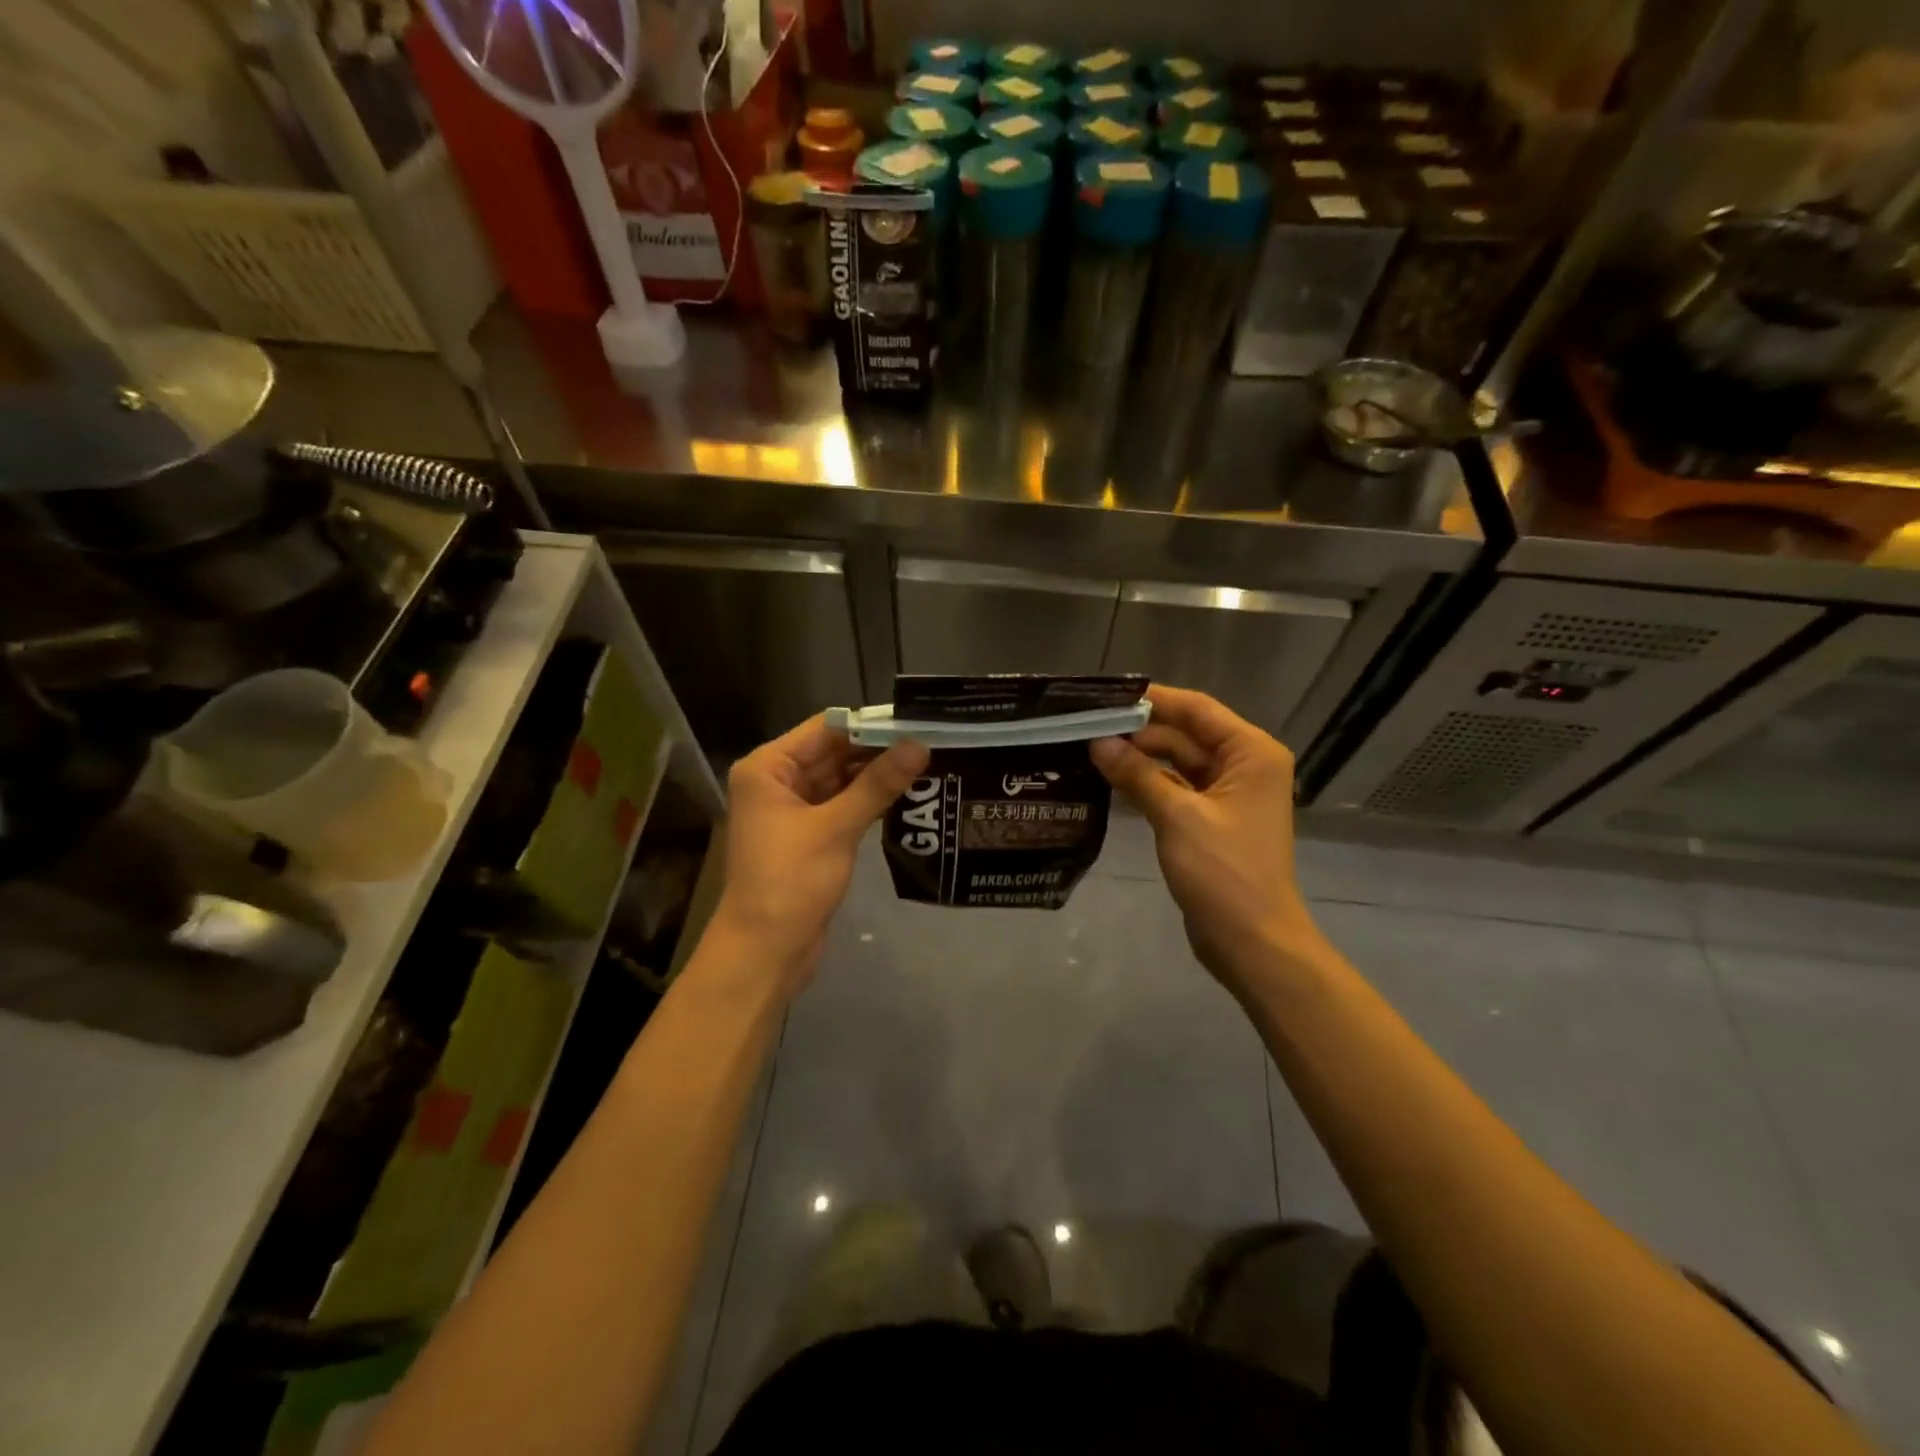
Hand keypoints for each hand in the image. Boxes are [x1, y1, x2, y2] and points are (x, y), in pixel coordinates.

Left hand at [709, 715, 927, 996]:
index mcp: (769, 768)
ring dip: (878, 776)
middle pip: (834, 753)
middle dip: (879, 750)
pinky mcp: (810, 837)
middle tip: (932, 743)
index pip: (825, 729)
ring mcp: (794, 810)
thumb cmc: (790, 881)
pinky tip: (908, 796)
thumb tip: (920, 745)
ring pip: (842, 780)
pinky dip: (870, 801)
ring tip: (930, 764)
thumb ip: (878, 784)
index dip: (870, 724)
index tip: (916, 721)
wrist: (765, 952)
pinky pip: (843, 806)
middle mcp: (778, 781)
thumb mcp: (836, 828)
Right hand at [1090, 686, 1321, 996]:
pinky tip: (1111, 781)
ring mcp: (1228, 794)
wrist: (1252, 941)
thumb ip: (1137, 774)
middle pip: (1186, 734)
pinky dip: (1148, 784)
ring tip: (1090, 751)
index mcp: (1251, 753)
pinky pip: (1177, 789)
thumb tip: (1098, 743)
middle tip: (1087, 728)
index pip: (1197, 709)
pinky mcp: (1212, 820)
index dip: (1153, 699)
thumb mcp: (1178, 817)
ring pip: (1178, 762)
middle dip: (1140, 731)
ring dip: (1141, 758)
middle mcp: (1244, 765)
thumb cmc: (1224, 872)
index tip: (1107, 695)